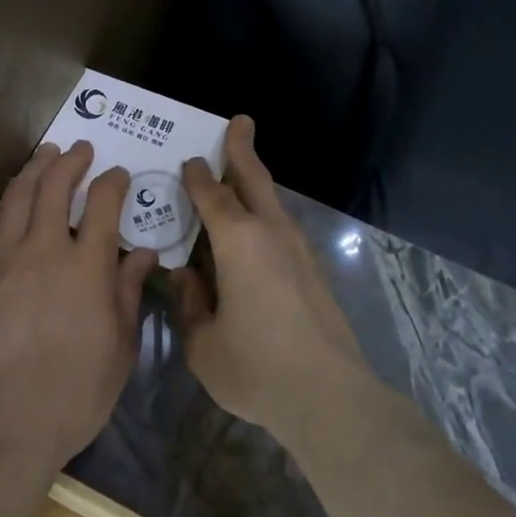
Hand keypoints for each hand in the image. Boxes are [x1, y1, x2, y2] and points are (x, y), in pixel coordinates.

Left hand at [0, 141, 155, 468]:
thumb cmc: (73, 395)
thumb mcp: (120, 348)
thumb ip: (128, 292)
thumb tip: (142, 253)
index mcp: (86, 266)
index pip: (103, 203)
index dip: (112, 182)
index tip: (117, 175)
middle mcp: (43, 249)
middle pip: (55, 185)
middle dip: (71, 160)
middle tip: (80, 149)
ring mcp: (1, 260)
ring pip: (17, 197)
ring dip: (34, 169)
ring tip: (45, 156)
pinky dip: (8, 207)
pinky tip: (12, 207)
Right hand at [174, 116, 368, 443]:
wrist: (329, 395)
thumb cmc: (256, 366)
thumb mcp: (203, 343)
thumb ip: (189, 304)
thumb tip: (186, 278)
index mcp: (238, 240)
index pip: (212, 194)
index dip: (198, 175)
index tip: (190, 159)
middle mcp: (270, 232)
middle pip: (254, 178)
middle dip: (242, 149)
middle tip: (238, 121)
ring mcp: (298, 250)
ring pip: (273, 201)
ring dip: (256, 180)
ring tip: (241, 173)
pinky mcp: (314, 270)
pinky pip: (282, 226)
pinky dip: (265, 213)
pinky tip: (255, 231)